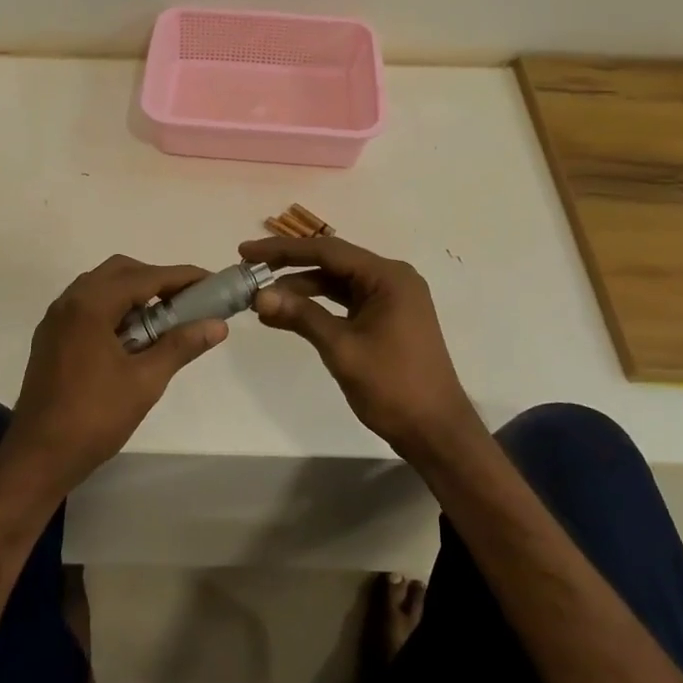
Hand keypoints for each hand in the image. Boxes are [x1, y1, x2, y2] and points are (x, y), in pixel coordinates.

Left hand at [1, 255, 226, 499]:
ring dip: (133, 294)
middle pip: (119, 272)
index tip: (211, 281)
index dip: (181, 277)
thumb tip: (218, 325)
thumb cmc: (94, 418)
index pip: (144, 277)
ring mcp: (55, 320)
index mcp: (90, 306)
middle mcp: (69, 302)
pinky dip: (113, 308)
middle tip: (186, 301)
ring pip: (100, 287)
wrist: (37, 457)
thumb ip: (181, 346)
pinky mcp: (50, 338)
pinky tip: (131, 337)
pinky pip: (86, 306)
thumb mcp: (145, 382)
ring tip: (162, 319)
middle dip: (156, 279)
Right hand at [239, 236, 480, 458]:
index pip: (327, 251)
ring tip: (261, 297)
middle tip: (248, 270)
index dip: (283, 250)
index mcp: (388, 276)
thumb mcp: (342, 348)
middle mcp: (392, 278)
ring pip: (337, 282)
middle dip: (289, 266)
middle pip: (332, 262)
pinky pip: (346, 300)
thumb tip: (259, 295)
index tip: (246, 252)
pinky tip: (288, 313)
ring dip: (301, 288)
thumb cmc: (393, 387)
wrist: (436, 432)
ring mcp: (391, 298)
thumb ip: (301, 316)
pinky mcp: (387, 317)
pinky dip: (318, 305)